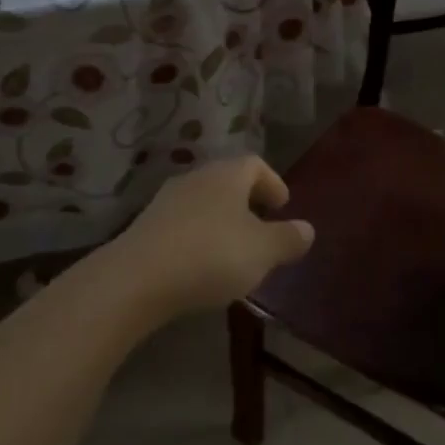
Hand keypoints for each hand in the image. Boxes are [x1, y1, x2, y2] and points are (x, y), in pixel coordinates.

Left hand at [113, 155, 313, 315]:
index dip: (273, 183)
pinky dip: (198, 236)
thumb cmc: (211, 255)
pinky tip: (201, 263)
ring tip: (233, 249)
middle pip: (228, 181)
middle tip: (262, 226)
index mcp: (228, 174)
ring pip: (204, 202)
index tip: (283, 205)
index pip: (255, 164)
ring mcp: (167, 200)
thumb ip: (288, 239)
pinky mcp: (145, 226)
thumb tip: (308, 229)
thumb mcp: (262, 251)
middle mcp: (197, 177)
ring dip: (221, 220)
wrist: (136, 279)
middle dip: (247, 201)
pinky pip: (182, 223)